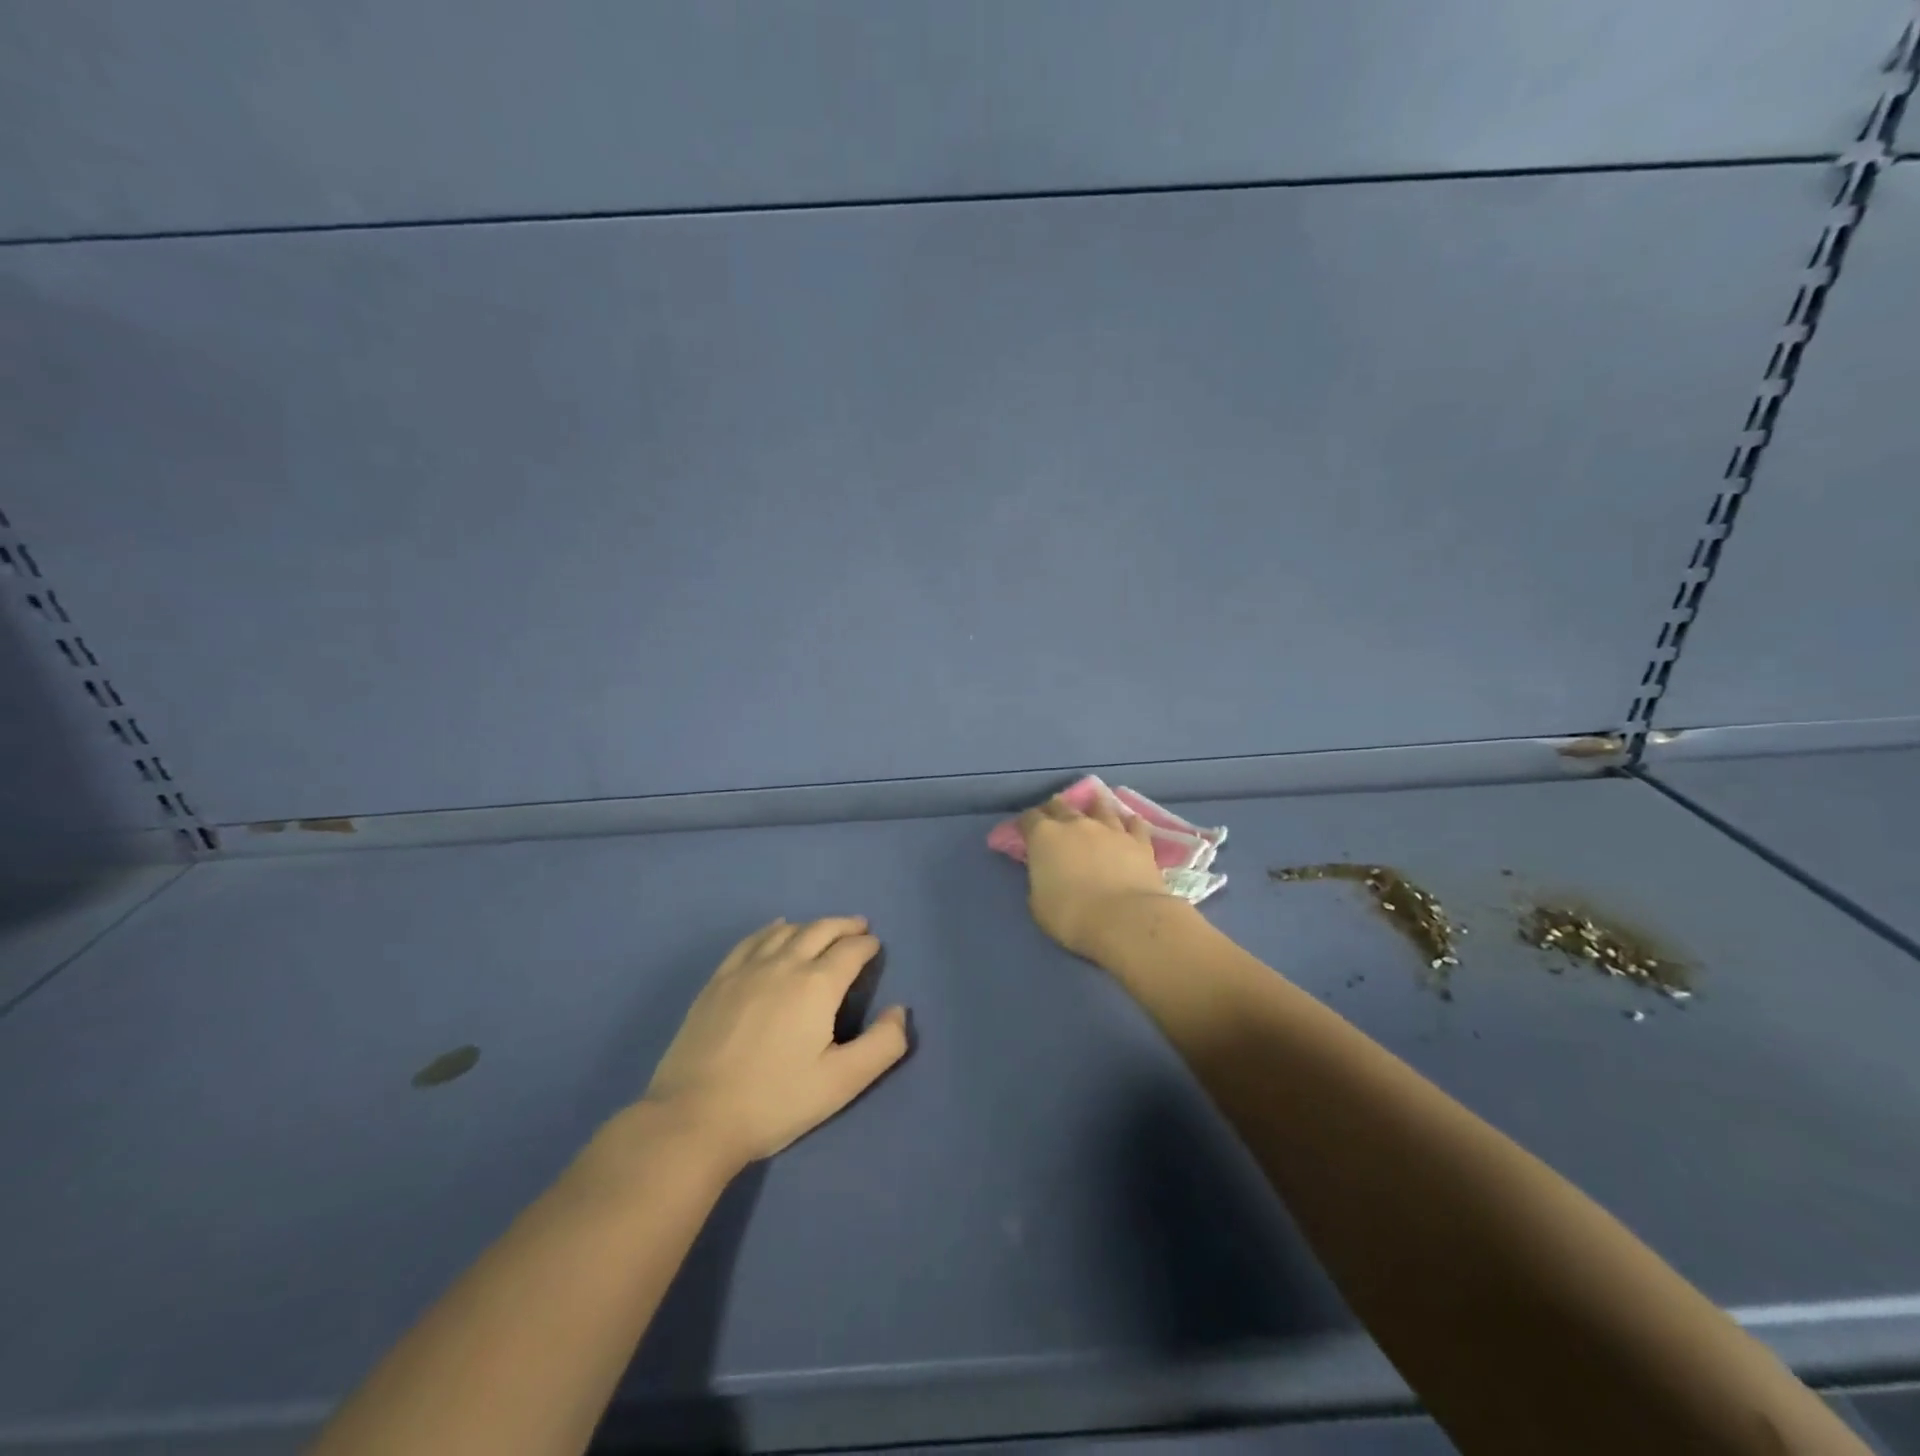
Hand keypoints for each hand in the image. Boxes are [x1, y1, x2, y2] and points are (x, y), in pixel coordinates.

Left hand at [640, 917, 909, 1167]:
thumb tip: (899, 1011)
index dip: (867, 945)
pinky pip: (751, 941)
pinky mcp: (718, 981)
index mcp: (817, 986)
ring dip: (811, 925)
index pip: (850, 951)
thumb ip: (882, 1046)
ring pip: (786, 931)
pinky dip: (771, 929)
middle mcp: (784, 965)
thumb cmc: (775, 1101)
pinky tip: (775, 930)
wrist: (694, 1118)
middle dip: (844, 926)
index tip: (875, 946)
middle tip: (859, 926)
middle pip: (820, 930)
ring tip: (823, 929)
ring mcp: (746, 970)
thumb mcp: (841, 1083)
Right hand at [1019, 794, 1178, 961]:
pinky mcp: (1138, 841)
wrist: (1124, 919)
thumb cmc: (1071, 915)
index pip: (1029, 818)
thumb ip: (1039, 880)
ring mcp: (1110, 829)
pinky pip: (1134, 824)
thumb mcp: (1038, 903)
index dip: (1026, 824)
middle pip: (1061, 805)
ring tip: (1094, 807)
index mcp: (1044, 837)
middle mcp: (1076, 824)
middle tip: (1055, 818)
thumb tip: (1045, 874)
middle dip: (1055, 809)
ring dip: (1094, 807)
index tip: (1026, 833)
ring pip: (1100, 807)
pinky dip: (1130, 823)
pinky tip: (1130, 824)